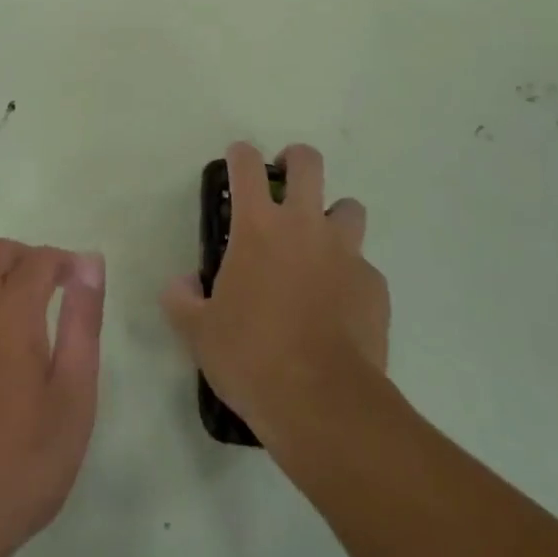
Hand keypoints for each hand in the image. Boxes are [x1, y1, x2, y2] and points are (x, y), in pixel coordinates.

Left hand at [0, 241, 104, 556]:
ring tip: (14, 312)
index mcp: (10, 315)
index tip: (80, 283)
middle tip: (52, 291)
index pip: (38, 260)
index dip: (63, 261)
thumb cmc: (21, 463)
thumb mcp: (72, 398)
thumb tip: (89, 264)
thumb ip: (82, 323)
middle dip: (28, 260)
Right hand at [163, 142, 389, 451]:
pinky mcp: (375, 286)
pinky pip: (364, 265)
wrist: (322, 402)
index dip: (239, 154)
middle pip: (308, 163)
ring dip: (333, 216)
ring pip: (349, 208)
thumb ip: (182, 298)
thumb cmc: (251, 356)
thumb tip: (182, 283)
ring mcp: (346, 253)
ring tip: (319, 245)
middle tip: (284, 182)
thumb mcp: (197, 331)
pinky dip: (350, 274)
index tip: (236, 160)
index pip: (246, 165)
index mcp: (257, 226)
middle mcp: (304, 226)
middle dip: (295, 161)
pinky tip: (338, 305)